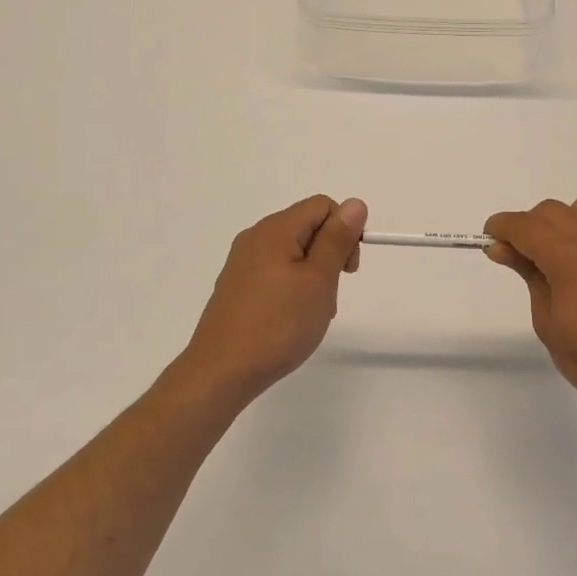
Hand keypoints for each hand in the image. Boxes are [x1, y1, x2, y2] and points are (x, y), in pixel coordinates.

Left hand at [177, 196, 368, 406]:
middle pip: (307, 227)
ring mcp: (242, 263)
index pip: (323, 206)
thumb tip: (355, 204)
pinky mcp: (236, 286)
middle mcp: (255, 238)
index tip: (348, 269)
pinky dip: (293, 287)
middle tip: (332, 294)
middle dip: (330, 255)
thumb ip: (337, 239)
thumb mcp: (319, 280)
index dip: (345, 231)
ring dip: (313, 275)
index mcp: (276, 229)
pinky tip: (292, 319)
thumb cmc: (278, 324)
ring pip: (293, 253)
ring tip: (313, 313)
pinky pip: (275, 272)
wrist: (221, 372)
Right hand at [485, 196, 576, 428]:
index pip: (524, 225)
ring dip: (569, 222)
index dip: (501, 227)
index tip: (491, 239)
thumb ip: (527, 274)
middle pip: (552, 211)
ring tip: (567, 255)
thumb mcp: (546, 320)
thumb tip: (502, 248)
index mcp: (567, 256)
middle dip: (530, 227)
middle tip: (524, 258)